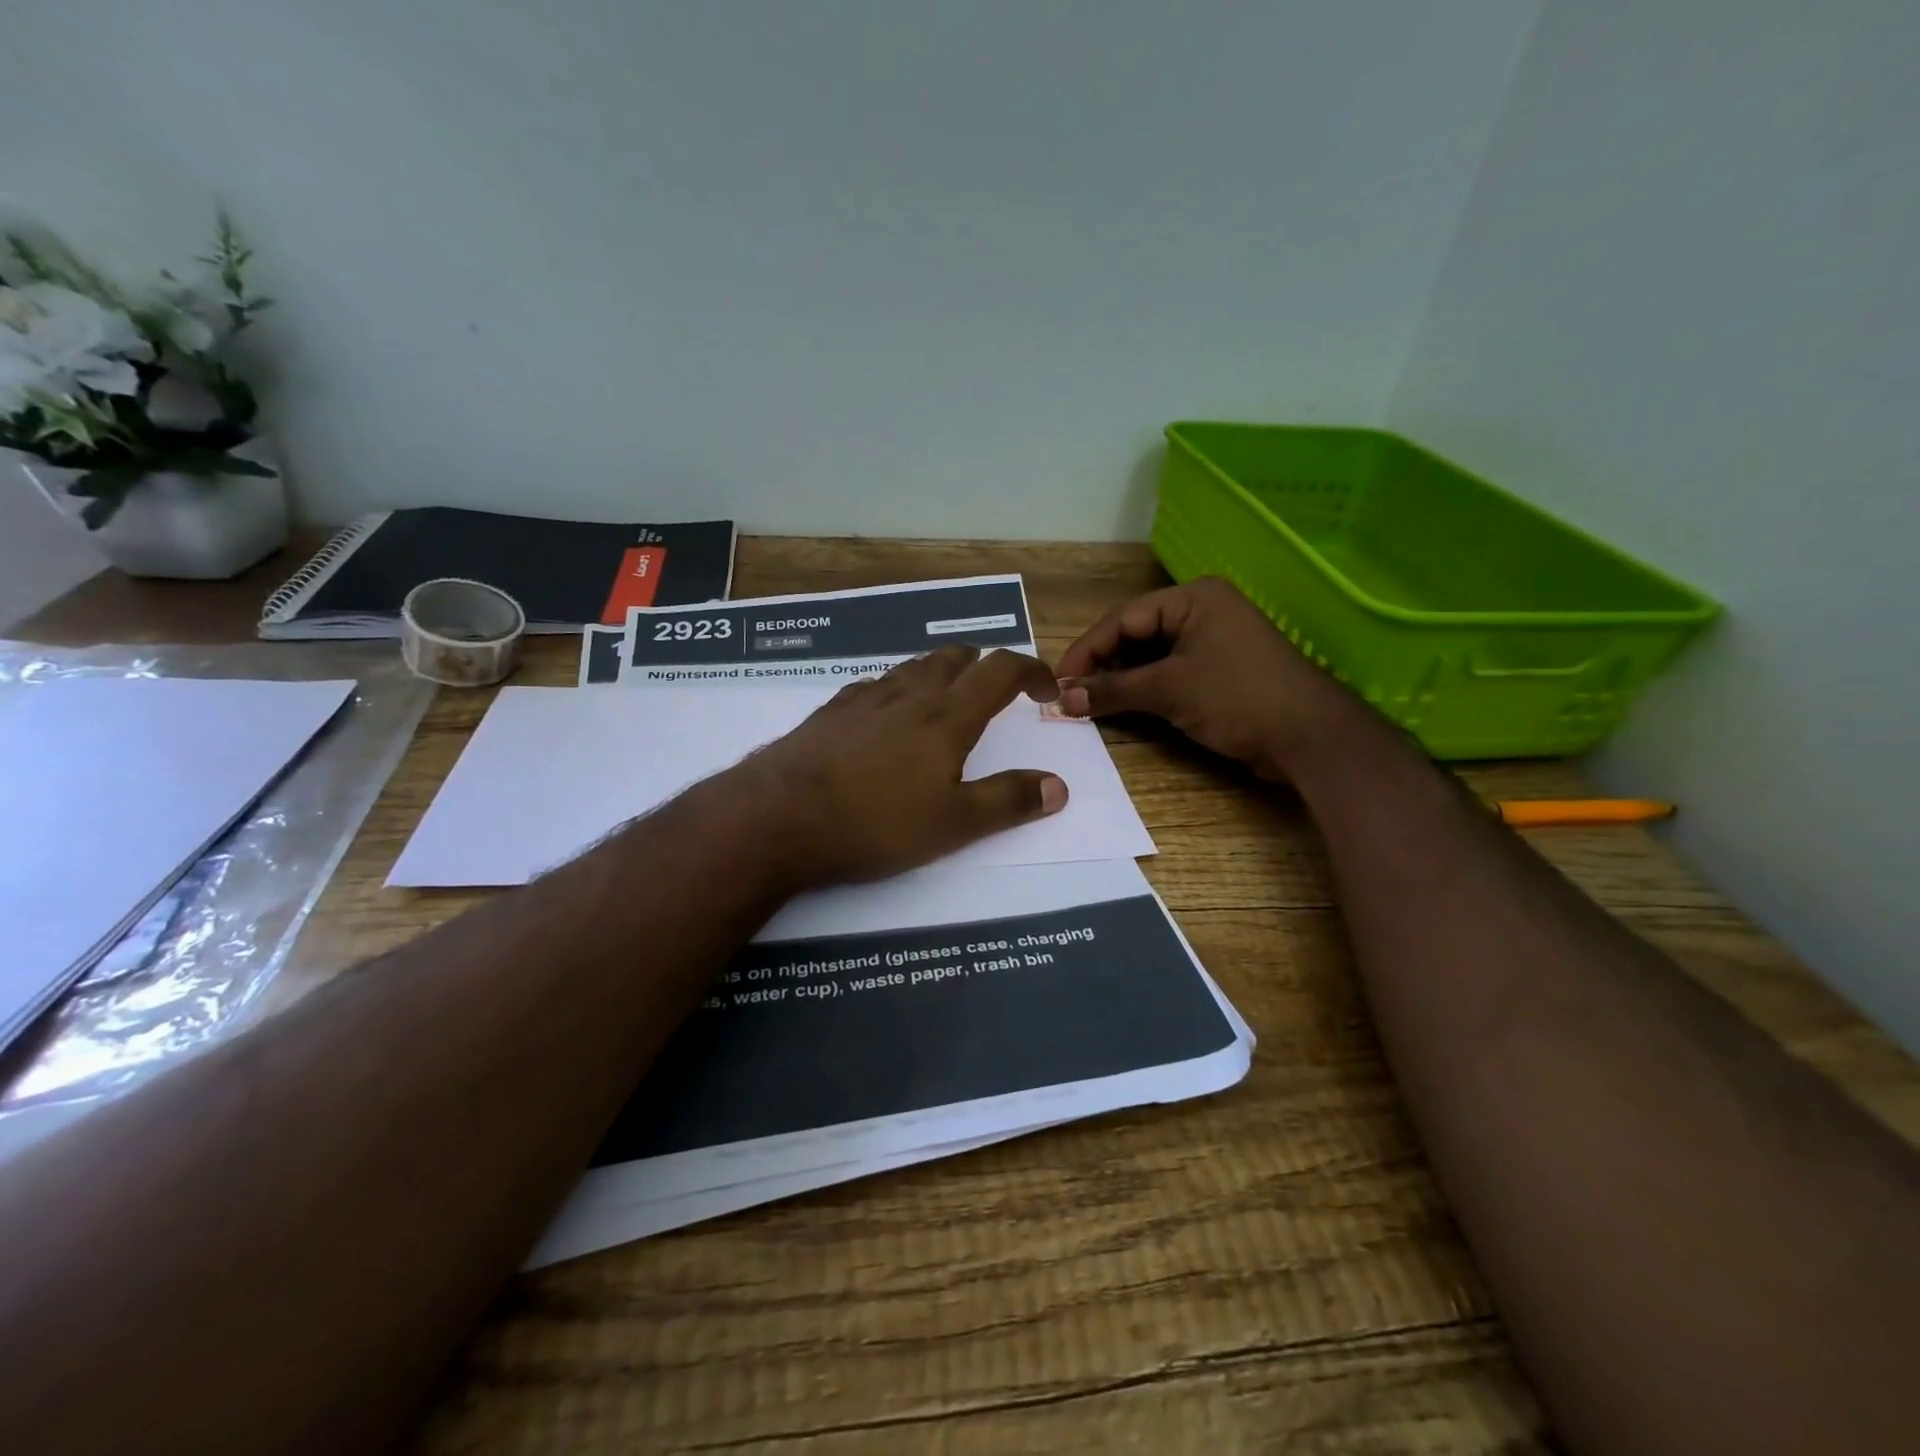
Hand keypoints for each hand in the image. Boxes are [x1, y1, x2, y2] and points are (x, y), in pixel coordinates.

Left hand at [737, 647, 1067, 886]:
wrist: (778, 817)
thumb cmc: (875, 822)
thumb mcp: (954, 824)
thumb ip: (1008, 801)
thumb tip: (1059, 786)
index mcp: (946, 716)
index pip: (1001, 671)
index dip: (1031, 672)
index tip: (1047, 690)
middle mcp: (908, 696)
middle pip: (953, 659)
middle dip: (983, 665)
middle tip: (996, 687)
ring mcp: (863, 700)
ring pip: (911, 667)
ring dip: (939, 671)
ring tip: (946, 694)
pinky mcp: (829, 714)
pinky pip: (873, 686)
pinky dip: (895, 689)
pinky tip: (884, 712)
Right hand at [1054, 577, 1364, 781]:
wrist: (1310, 737)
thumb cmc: (1237, 697)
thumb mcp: (1169, 689)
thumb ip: (1112, 690)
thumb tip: (1063, 699)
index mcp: (1193, 598)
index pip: (1124, 619)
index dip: (1087, 650)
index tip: (1058, 680)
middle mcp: (1202, 612)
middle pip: (1136, 635)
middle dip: (1102, 665)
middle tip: (1071, 694)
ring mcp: (1213, 642)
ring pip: (1151, 656)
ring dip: (1120, 680)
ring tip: (1090, 703)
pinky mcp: (1219, 672)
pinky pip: (1170, 673)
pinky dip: (1144, 690)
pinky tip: (1122, 706)